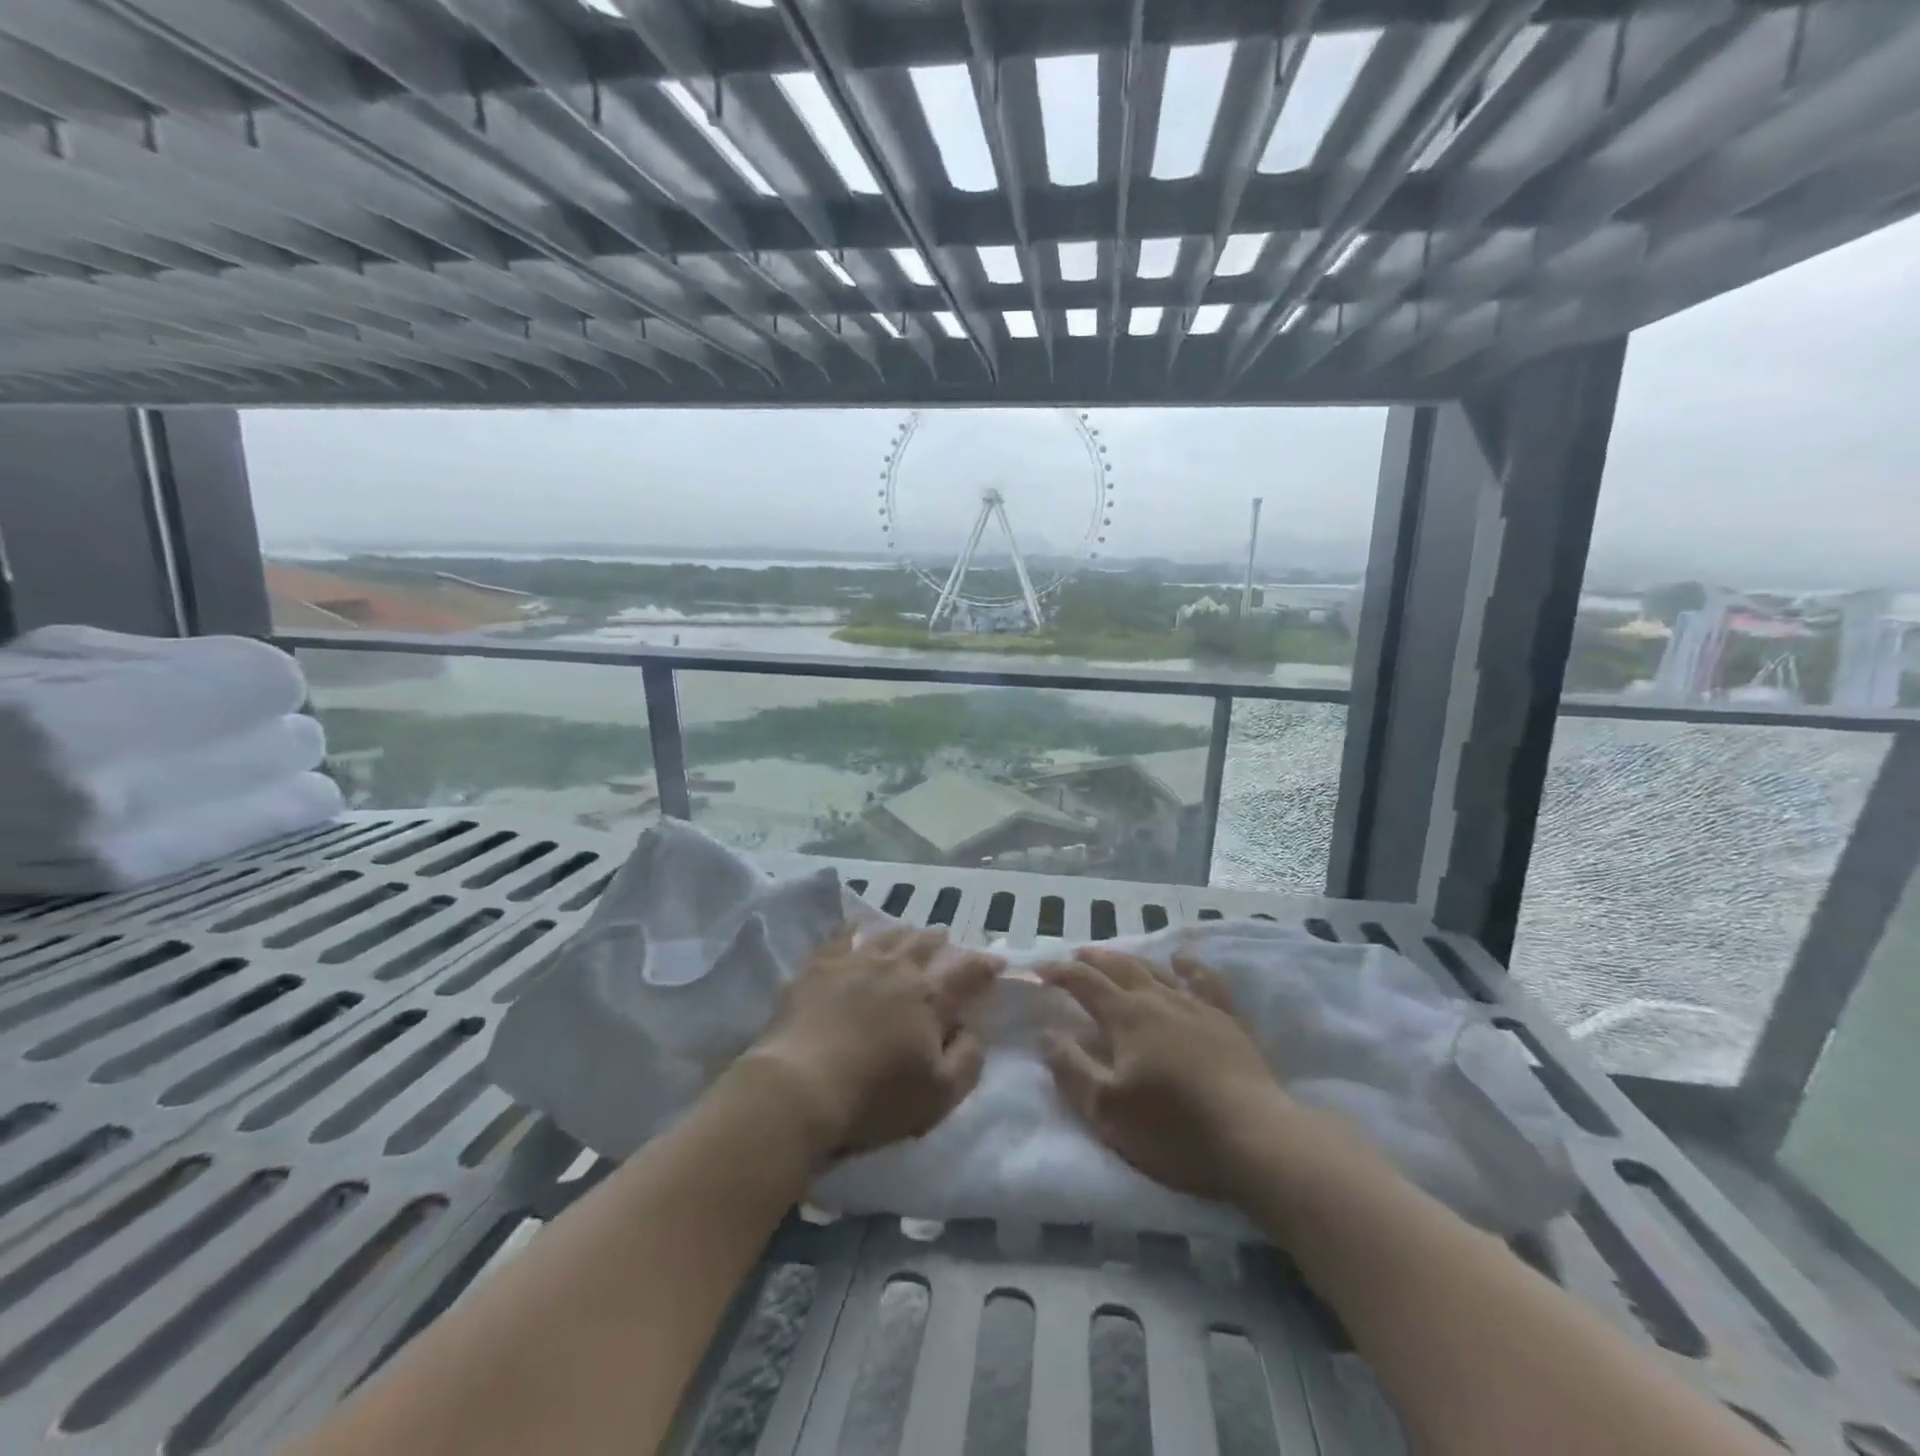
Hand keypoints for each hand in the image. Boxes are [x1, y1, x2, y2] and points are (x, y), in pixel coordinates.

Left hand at [742, 922, 1001, 1165]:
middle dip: (943, 943)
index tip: (997, 962)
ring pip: (890, 935)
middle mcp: (897, 968)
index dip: (986, 965)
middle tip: (948, 943)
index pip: (968, 971)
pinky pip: (841, 934)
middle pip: (927, 944)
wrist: (799, 1087)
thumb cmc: (874, 1098)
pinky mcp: (819, 966)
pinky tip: (857, 923)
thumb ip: (968, 1059)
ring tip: (912, 932)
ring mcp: (856, 961)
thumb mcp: (939, 1095)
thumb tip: (973, 1029)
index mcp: (929, 996)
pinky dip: (854, 926)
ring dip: (906, 933)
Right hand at [1038, 945, 1292, 1204]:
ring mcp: (1197, 1006)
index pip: (1084, 983)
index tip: (1039, 968)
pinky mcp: (1228, 1020)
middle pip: (1120, 967)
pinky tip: (1184, 959)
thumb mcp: (1107, 1110)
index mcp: (1126, 1017)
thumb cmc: (1174, 1129)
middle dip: (1093, 959)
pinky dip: (1190, 965)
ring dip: (1131, 958)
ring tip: (1117, 955)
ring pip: (1157, 969)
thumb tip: (1046, 1034)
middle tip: (1075, 955)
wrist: (1255, 1138)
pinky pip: (1205, 980)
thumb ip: (1071, 1069)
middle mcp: (1159, 999)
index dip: (1058, 972)